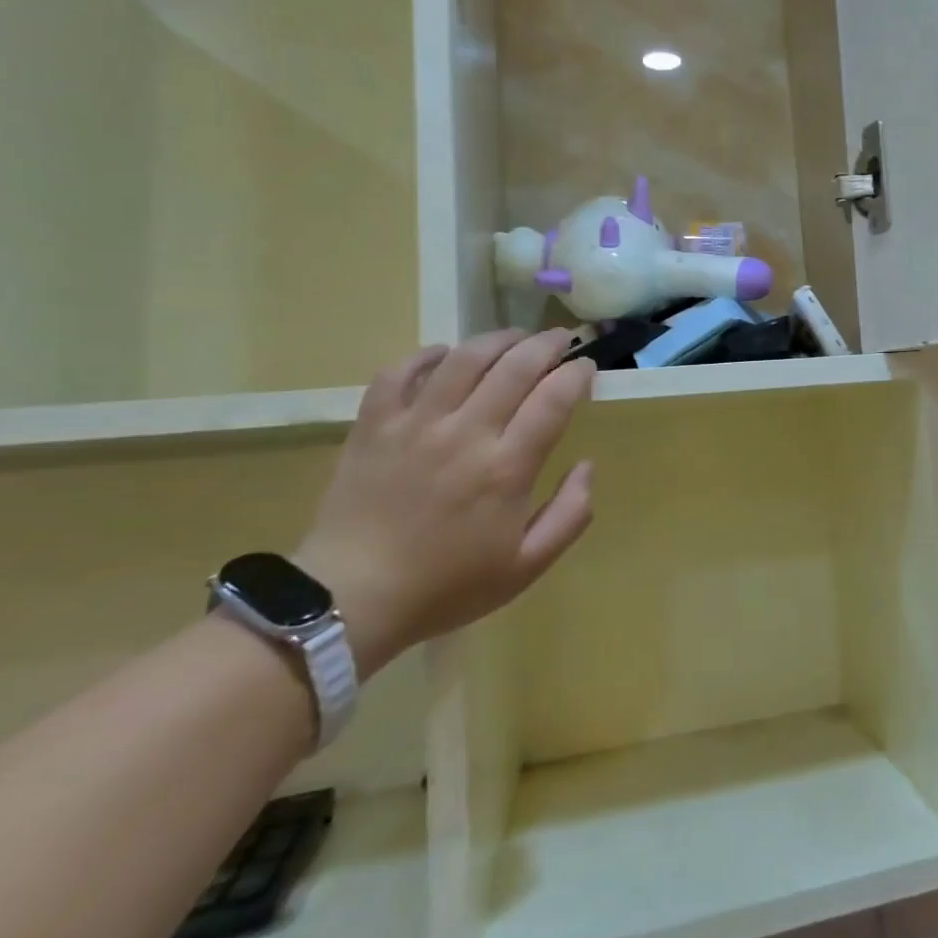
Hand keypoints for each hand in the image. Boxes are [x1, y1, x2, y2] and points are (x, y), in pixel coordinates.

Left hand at [296, 328, 594, 674]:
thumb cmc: (447, 586)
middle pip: (514, 367)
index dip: (576, 374)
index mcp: (506, 468)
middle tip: (561, 339)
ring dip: (497, 340)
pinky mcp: (373, 425)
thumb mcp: (526, 566)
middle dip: (546, 345)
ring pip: (463, 359)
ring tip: (515, 338)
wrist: (351, 600)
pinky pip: (399, 372)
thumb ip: (570, 515)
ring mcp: (415, 424)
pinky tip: (445, 355)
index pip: (553, 399)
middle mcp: (465, 433)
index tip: (586, 368)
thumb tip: (587, 466)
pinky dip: (426, 355)